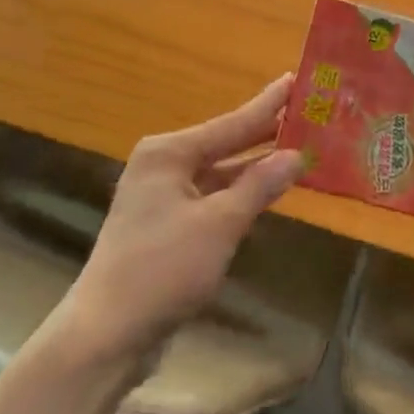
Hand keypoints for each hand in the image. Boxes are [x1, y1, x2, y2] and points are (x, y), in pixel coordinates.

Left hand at [59, 75, 304, 363]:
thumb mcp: (219, 224)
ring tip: (298, 148)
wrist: (107, 334)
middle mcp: (162, 166)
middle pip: (224, 144)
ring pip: (219, 173)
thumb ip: (259, 185)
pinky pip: (211, 198)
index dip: (268, 104)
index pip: (231, 123)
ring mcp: (161, 197)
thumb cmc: (163, 269)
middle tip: (307, 113)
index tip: (295, 79)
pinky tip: (267, 190)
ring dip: (255, 167)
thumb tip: (296, 155)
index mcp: (168, 153)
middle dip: (265, 133)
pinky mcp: (166, 226)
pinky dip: (239, 194)